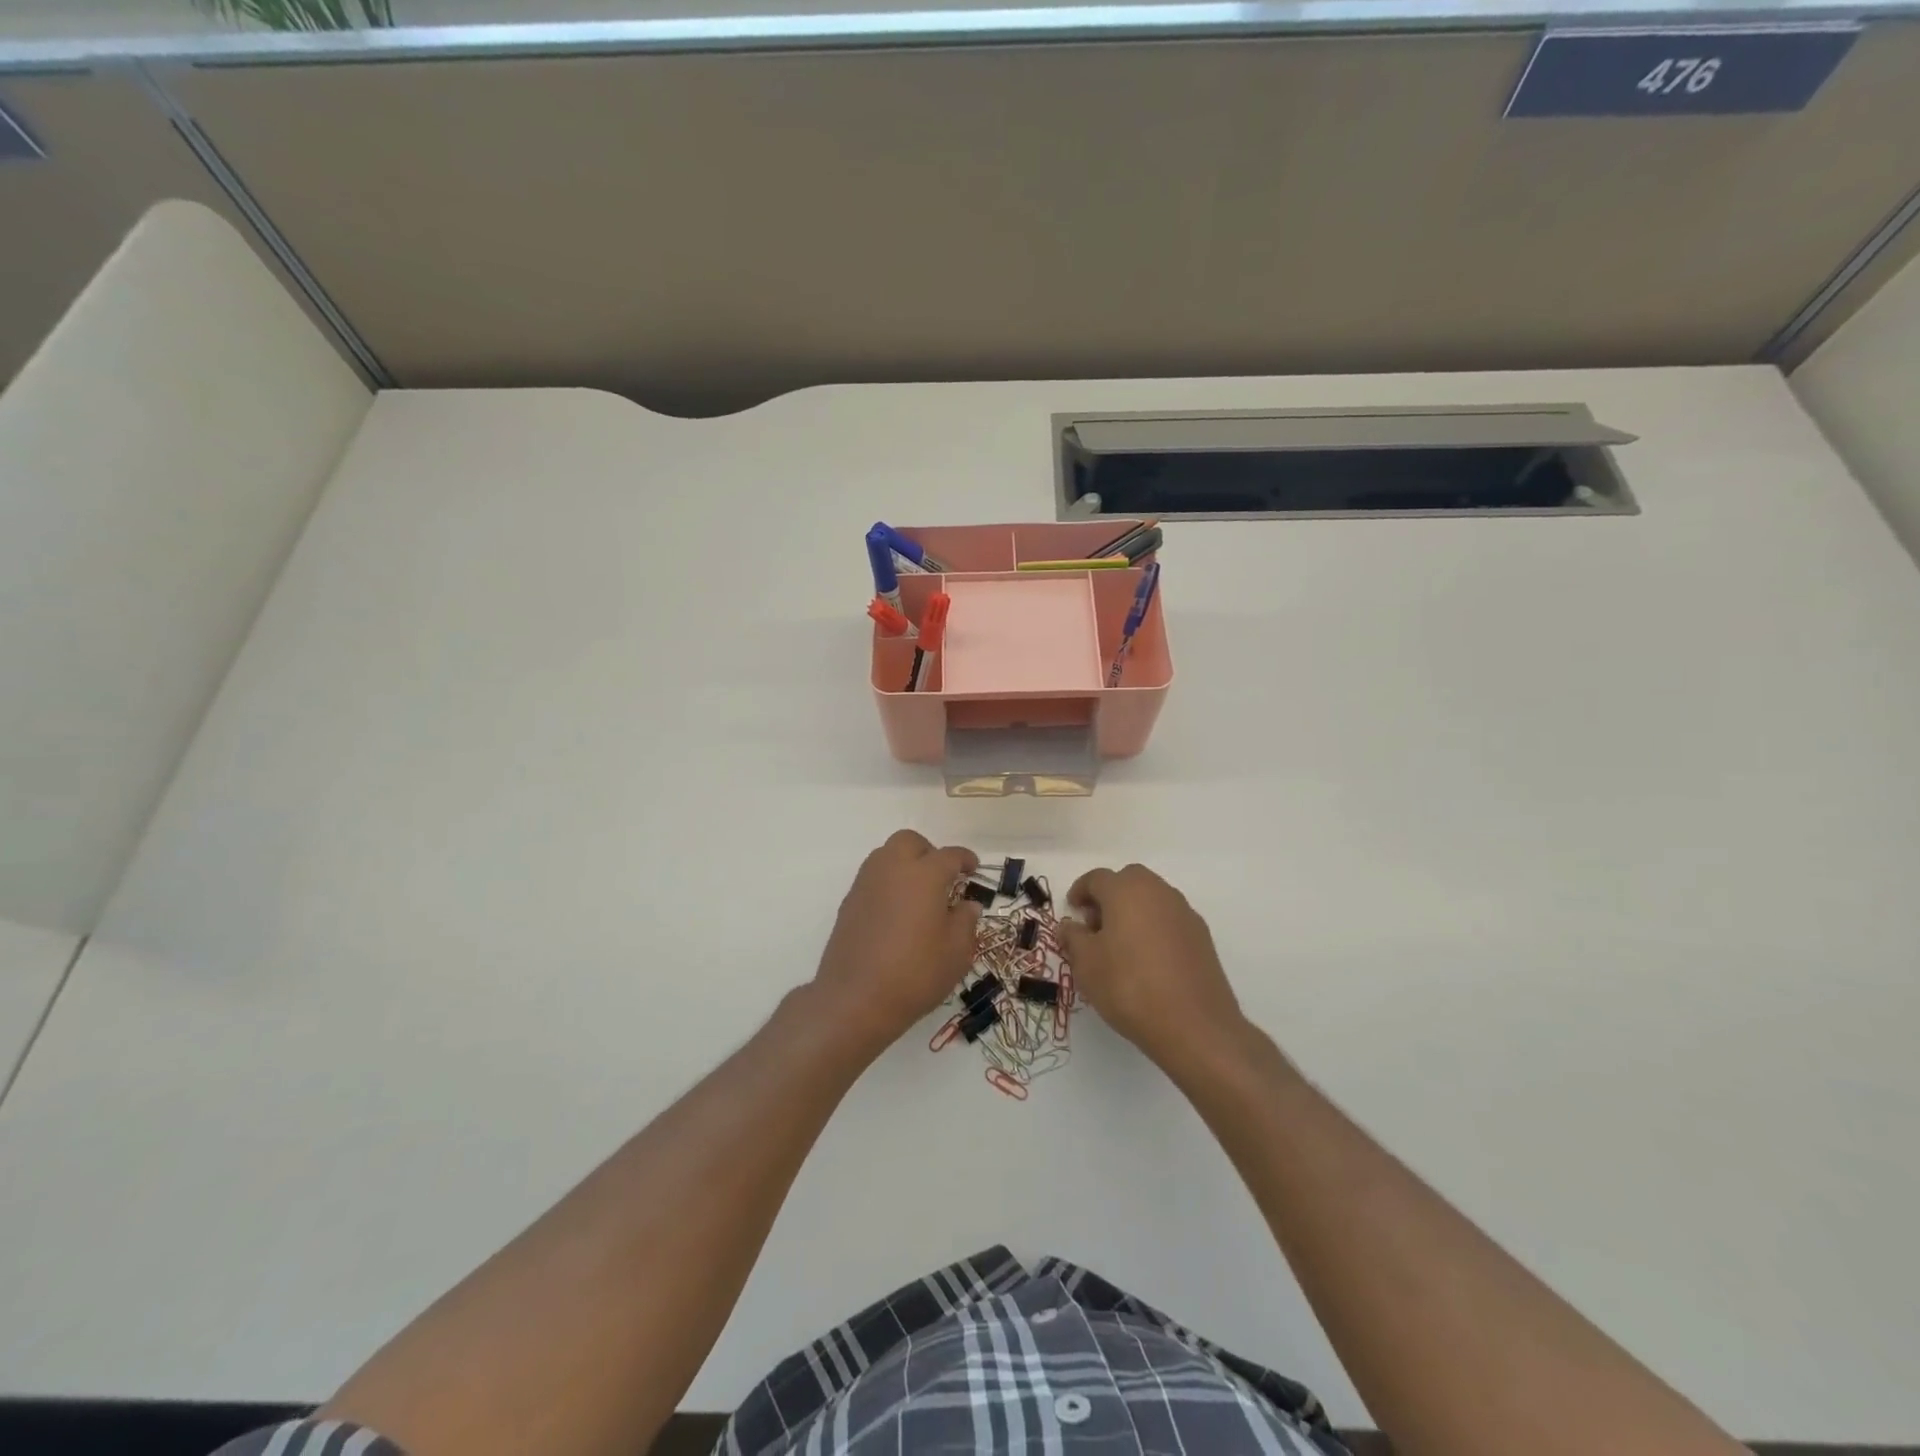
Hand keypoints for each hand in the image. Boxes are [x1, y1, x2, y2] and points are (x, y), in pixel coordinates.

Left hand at [810, 830, 981, 1052]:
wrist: (855, 999)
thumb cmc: (915, 974)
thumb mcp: (956, 953)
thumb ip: (965, 922)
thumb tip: (967, 905)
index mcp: (924, 875)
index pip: (949, 856)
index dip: (965, 860)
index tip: (973, 869)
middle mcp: (892, 869)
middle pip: (910, 842)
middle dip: (929, 852)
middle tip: (942, 878)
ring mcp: (866, 884)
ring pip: (887, 855)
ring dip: (905, 864)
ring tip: (919, 894)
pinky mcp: (849, 902)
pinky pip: (872, 878)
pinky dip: (888, 883)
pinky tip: (896, 912)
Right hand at [1059, 864, 1245, 1070]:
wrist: (1194, 1026)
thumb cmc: (1129, 986)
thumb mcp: (1086, 964)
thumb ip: (1073, 938)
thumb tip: (1069, 925)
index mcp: (1126, 890)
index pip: (1096, 878)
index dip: (1080, 891)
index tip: (1072, 910)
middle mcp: (1158, 892)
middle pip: (1128, 881)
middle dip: (1109, 896)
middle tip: (1095, 925)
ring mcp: (1184, 913)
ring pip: (1152, 899)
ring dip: (1133, 911)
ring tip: (1120, 945)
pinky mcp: (1202, 937)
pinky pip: (1169, 920)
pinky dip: (1154, 928)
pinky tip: (1147, 960)